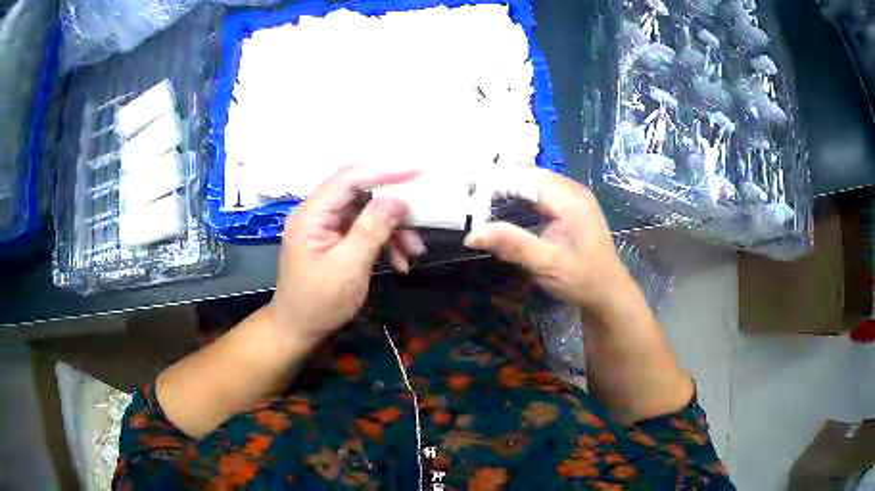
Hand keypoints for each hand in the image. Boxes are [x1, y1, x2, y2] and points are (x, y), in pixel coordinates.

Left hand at [267, 166, 424, 341]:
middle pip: (360, 193)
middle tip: (420, 219)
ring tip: (413, 251)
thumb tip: (398, 199)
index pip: (349, 178)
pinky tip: (400, 261)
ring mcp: (326, 227)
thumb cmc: (319, 303)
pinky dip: (383, 242)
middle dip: (392, 207)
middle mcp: (317, 214)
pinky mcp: (334, 241)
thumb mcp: (349, 267)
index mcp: (312, 214)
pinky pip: (363, 231)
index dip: (384, 171)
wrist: (298, 331)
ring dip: (392, 229)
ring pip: (366, 213)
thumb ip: (372, 229)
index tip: (417, 173)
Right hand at [463, 173, 630, 317]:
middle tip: (469, 197)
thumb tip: (472, 234)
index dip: (496, 183)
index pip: (525, 178)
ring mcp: (571, 197)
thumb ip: (511, 245)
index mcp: (569, 198)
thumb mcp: (546, 264)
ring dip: (507, 190)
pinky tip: (502, 208)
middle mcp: (571, 190)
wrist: (607, 292)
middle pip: (528, 176)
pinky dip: (519, 199)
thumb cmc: (582, 278)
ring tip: (479, 201)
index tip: (468, 194)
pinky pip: (539, 194)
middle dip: (499, 184)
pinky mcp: (568, 207)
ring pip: (532, 183)